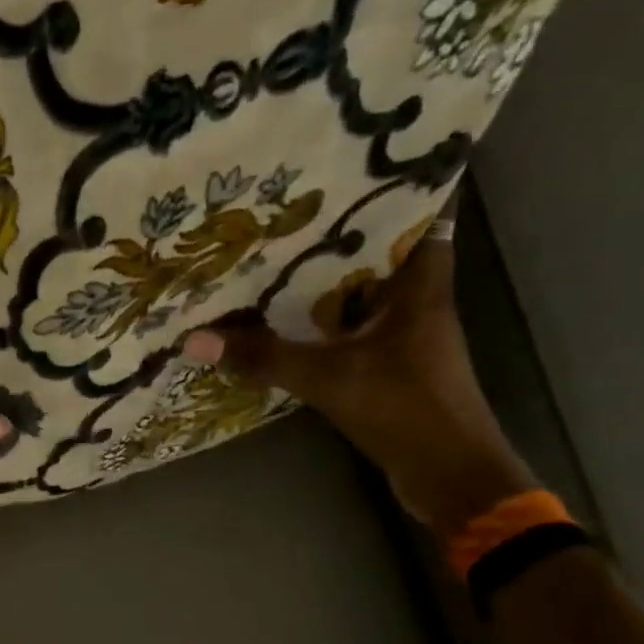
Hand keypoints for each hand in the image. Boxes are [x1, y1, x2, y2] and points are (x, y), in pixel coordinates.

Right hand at [182, 193, 534, 534]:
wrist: (449, 476)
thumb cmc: (404, 409)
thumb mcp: (328, 378)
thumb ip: (264, 357)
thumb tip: (195, 339)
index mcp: (420, 285)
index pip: (419, 215)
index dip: (389, 188)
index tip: (342, 167)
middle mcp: (417, 301)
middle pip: (380, 252)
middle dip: (339, 232)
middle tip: (284, 211)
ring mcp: (405, 336)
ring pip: (363, 293)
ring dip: (326, 280)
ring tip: (273, 257)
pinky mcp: (390, 366)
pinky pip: (352, 330)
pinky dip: (323, 322)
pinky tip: (285, 320)